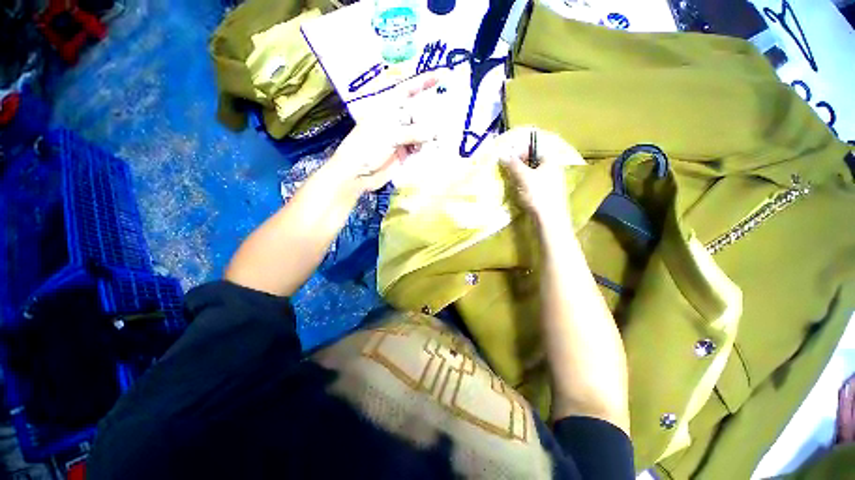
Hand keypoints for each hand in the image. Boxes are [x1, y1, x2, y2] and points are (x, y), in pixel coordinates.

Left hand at [328, 76, 441, 192]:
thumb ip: (412, 132)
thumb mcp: (389, 134)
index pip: (407, 90)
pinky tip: (430, 149)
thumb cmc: (366, 147)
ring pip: (420, 131)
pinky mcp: (403, 153)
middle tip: (440, 123)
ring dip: (428, 135)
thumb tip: (433, 133)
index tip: (442, 76)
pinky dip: (425, 147)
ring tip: (436, 140)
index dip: (423, 82)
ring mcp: (400, 137)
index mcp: (387, 108)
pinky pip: (418, 147)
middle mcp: (395, 120)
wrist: (357, 173)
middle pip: (418, 113)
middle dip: (430, 117)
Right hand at [496, 127, 584, 221]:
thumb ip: (513, 165)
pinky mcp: (547, 191)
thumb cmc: (538, 194)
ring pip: (533, 172)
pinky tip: (520, 191)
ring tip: (513, 181)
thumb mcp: (523, 177)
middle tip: (509, 170)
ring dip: (521, 174)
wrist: (550, 218)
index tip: (509, 159)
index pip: (534, 147)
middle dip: (519, 163)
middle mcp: (553, 167)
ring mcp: (551, 180)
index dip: (520, 151)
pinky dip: (525, 183)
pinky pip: (534, 182)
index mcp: (550, 160)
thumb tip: (502, 154)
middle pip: (533, 160)